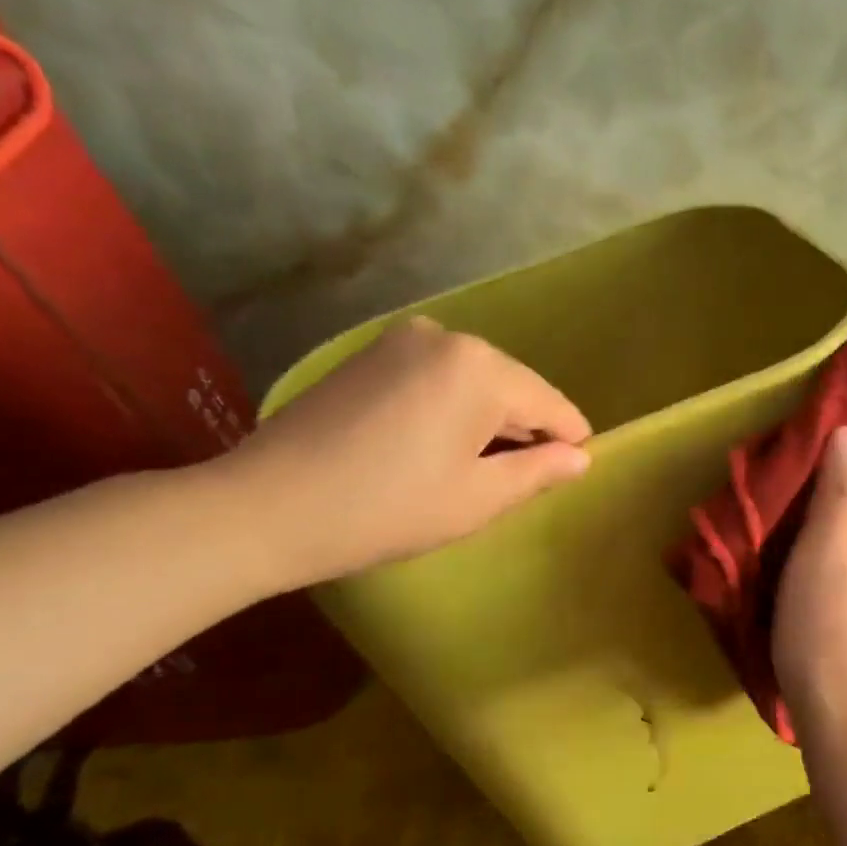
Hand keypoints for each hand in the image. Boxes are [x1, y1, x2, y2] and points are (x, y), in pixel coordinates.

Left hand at [218, 316, 590, 588]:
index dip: (568, 441)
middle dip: (521, 430)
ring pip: (472, 382)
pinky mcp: (369, 354)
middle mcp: (446, 336)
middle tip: (514, 483)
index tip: (573, 472)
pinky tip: (430, 448)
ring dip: (483, 421)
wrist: (266, 507)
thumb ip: (538, 472)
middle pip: (511, 387)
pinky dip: (448, 409)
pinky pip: (435, 378)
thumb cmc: (387, 509)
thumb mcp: (477, 499)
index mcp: (480, 367)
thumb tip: (580, 457)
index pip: (550, 403)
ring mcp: (401, 340)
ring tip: (469, 471)